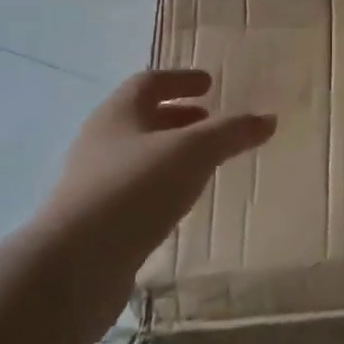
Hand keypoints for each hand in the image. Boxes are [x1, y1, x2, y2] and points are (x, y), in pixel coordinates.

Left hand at [32, 70, 276, 271]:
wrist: (75, 264)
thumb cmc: (135, 189)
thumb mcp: (194, 152)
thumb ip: (232, 132)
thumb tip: (269, 119)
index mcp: (118, 114)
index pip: (149, 83)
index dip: (181, 80)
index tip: (209, 83)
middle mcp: (101, 142)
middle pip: (142, 119)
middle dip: (178, 117)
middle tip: (210, 121)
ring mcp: (94, 183)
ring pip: (139, 155)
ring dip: (171, 152)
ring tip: (204, 161)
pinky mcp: (97, 220)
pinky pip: (136, 190)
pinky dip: (162, 185)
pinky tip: (182, 200)